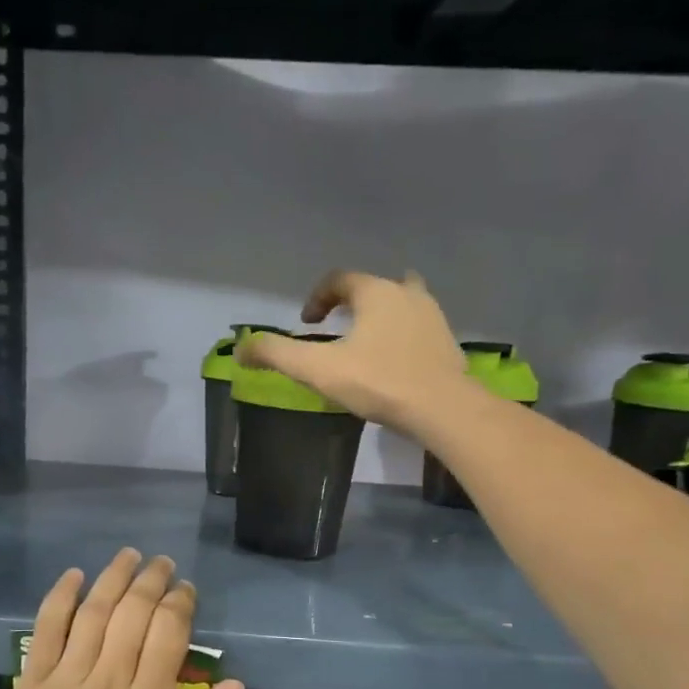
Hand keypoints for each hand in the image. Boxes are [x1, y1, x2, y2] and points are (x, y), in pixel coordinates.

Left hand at [2, 550, 243, 688]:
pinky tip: (75, 575)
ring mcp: (68, 681)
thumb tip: (235, 682)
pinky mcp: (34, 683)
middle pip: (134, 614)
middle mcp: (110, 684)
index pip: (169, 634)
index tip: (185, 590)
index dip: (180, 603)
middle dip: (152, 581)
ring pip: (94, 613)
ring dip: (114, 577)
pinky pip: (46, 630)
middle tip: (162, 564)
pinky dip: (60, 598)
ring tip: (129, 556)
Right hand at [239, 270, 467, 435]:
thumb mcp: (318, 369)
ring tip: (366, 342)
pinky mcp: (447, 342)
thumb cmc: (378, 381)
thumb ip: (277, 355)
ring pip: (402, 303)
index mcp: (375, 292)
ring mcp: (433, 316)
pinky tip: (394, 361)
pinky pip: (418, 328)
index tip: (307, 324)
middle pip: (374, 287)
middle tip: (337, 328)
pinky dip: (402, 335)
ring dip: (381, 315)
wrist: (442, 408)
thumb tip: (241, 349)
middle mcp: (407, 294)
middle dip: (352, 303)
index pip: (339, 280)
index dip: (317, 299)